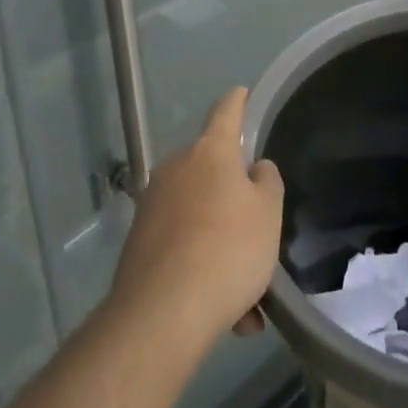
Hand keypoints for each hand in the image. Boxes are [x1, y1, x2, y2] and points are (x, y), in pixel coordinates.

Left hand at [108, 88, 284, 350]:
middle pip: (212, 172)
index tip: (241, 92)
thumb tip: (254, 169)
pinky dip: (203, 268)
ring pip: (199, 216)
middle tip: (258, 234)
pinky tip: (226, 315)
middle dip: (234, 199)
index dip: (237, 101)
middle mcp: (177, 168)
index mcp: (210, 151)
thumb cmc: (227, 250)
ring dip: (222, 244)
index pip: (226, 111)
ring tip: (248, 300)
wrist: (161, 314)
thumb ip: (267, 182)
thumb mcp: (268, 213)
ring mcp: (153, 204)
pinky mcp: (139, 242)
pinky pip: (182, 245)